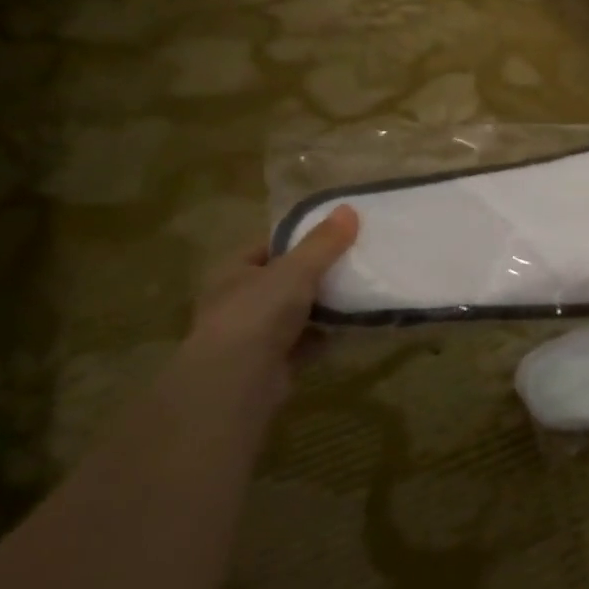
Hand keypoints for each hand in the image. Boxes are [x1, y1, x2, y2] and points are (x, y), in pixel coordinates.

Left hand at [185, 206, 358, 396]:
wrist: (238, 381)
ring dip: (320, 308)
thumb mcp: (296, 270)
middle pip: (282, 280)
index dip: (297, 240)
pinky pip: (302, 343)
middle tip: (351, 265)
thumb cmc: (258, 313)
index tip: (332, 237)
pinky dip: (322, 338)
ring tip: (356, 295)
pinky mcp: (269, 363)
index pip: (267, 247)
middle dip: (314, 276)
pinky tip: (346, 330)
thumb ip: (323, 242)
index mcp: (233, 272)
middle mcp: (237, 301)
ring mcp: (251, 335)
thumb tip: (349, 208)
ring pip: (293, 313)